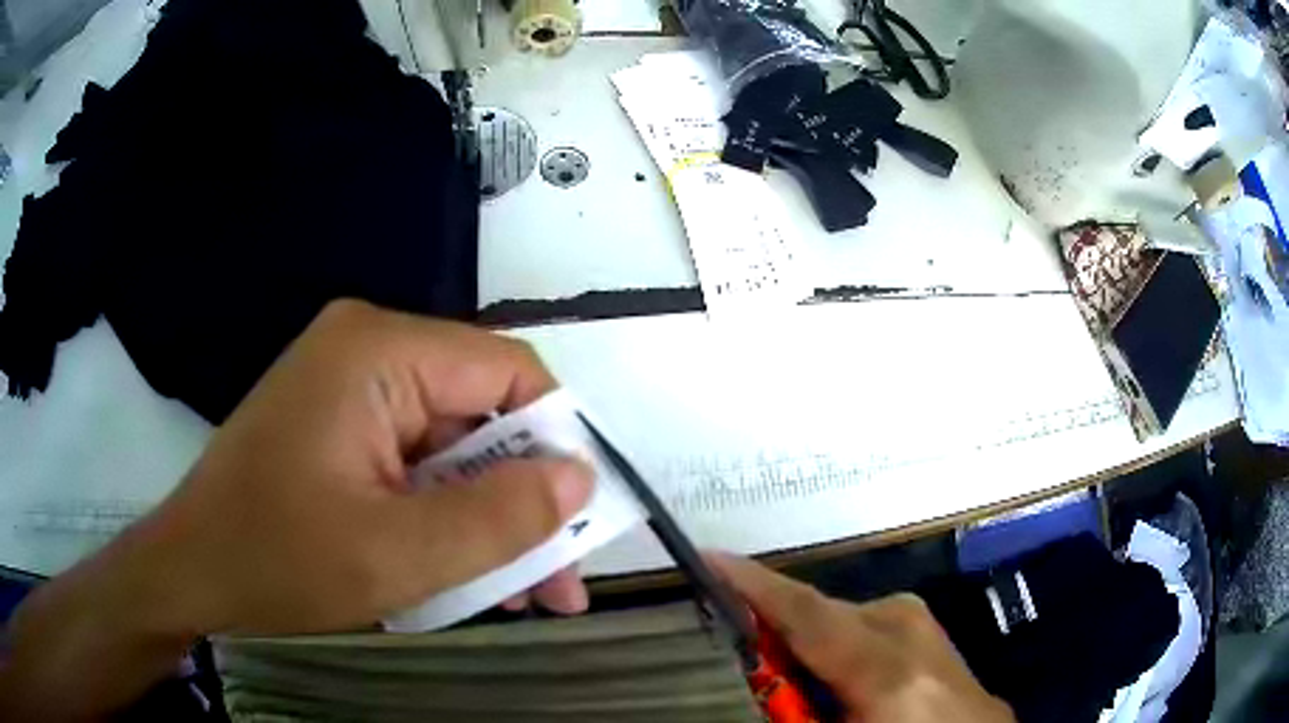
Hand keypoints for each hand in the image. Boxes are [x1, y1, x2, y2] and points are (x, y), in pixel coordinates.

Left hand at [0, 300, 592, 718]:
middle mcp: (369, 350)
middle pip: (482, 414)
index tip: (580, 520)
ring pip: (454, 448)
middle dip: (524, 498)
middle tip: (558, 580)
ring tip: (523, 593)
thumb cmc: (276, 562)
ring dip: (489, 519)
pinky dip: (447, 518)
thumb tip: (579, 479)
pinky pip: (418, 464)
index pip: (508, 372)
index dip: (557, 441)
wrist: (192, 574)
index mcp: (379, 351)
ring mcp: (352, 387)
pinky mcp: (342, 425)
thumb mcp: (397, 556)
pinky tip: (466, 573)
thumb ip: (498, 517)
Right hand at [708, 554, 1014, 722]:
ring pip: (849, 619)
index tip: (710, 558)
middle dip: (780, 627)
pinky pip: (874, 626)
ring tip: (802, 681)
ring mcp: (933, 630)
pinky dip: (843, 645)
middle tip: (747, 653)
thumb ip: (795, 707)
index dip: (756, 586)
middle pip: (826, 613)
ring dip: (814, 642)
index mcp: (889, 673)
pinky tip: (842, 677)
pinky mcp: (938, 634)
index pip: (811, 616)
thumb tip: (762, 671)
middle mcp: (914, 635)